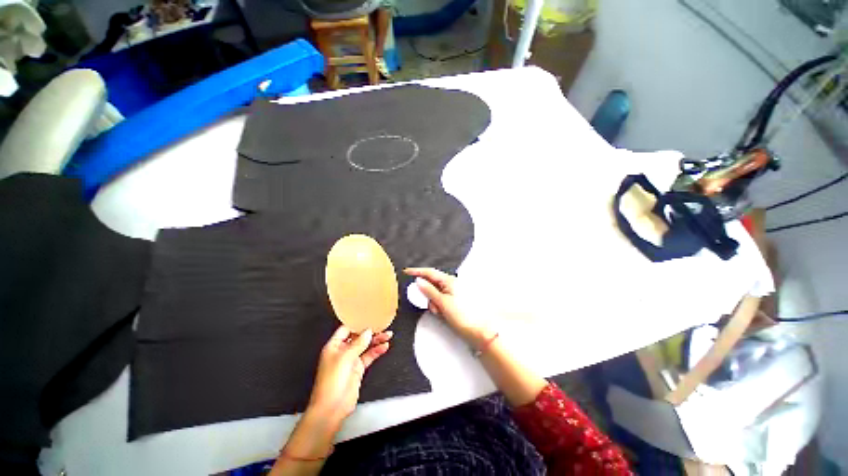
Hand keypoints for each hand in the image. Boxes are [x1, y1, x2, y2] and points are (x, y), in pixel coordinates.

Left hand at [306, 326, 391, 428]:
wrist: (332, 407)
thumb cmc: (332, 381)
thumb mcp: (345, 357)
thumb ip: (358, 343)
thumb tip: (368, 331)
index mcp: (334, 345)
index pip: (346, 328)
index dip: (357, 322)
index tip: (368, 316)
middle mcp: (342, 351)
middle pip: (358, 336)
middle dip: (370, 331)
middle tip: (382, 325)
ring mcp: (351, 360)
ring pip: (365, 346)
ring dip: (376, 340)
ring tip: (388, 335)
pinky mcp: (358, 369)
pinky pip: (369, 356)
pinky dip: (377, 351)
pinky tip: (385, 347)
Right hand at [404, 268, 494, 348]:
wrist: (478, 331)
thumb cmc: (461, 315)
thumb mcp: (442, 302)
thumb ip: (429, 290)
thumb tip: (418, 280)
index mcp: (449, 280)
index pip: (430, 272)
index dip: (417, 271)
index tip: (406, 272)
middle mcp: (451, 283)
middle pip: (432, 284)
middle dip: (428, 295)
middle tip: (433, 307)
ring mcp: (453, 292)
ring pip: (435, 294)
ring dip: (434, 303)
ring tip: (441, 313)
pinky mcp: (453, 301)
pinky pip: (440, 300)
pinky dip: (439, 307)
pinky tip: (444, 314)